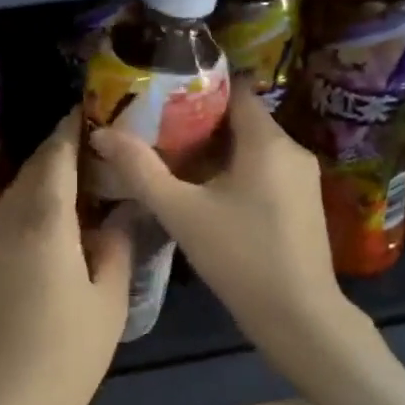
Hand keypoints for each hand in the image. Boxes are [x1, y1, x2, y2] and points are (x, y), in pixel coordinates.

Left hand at [0, 110, 132, 404]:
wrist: (5, 404)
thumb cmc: (67, 353)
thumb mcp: (109, 300)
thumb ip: (117, 250)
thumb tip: (119, 219)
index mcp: (46, 224)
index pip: (56, 159)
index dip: (71, 130)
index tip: (92, 109)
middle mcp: (14, 224)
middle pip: (33, 170)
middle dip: (60, 148)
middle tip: (97, 140)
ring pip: (19, 192)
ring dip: (46, 174)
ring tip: (83, 171)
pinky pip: (14, 216)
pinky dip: (36, 200)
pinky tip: (61, 213)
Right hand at [89, 85, 348, 373]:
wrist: (299, 317)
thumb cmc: (240, 257)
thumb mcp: (181, 212)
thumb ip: (140, 170)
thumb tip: (102, 134)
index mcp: (267, 141)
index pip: (234, 90)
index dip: (197, 87)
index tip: (160, 96)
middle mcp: (292, 150)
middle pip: (241, 119)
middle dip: (198, 122)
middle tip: (155, 131)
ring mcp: (302, 179)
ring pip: (252, 148)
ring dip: (214, 151)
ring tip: (171, 160)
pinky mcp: (303, 204)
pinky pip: (263, 171)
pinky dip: (234, 172)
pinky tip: (204, 193)